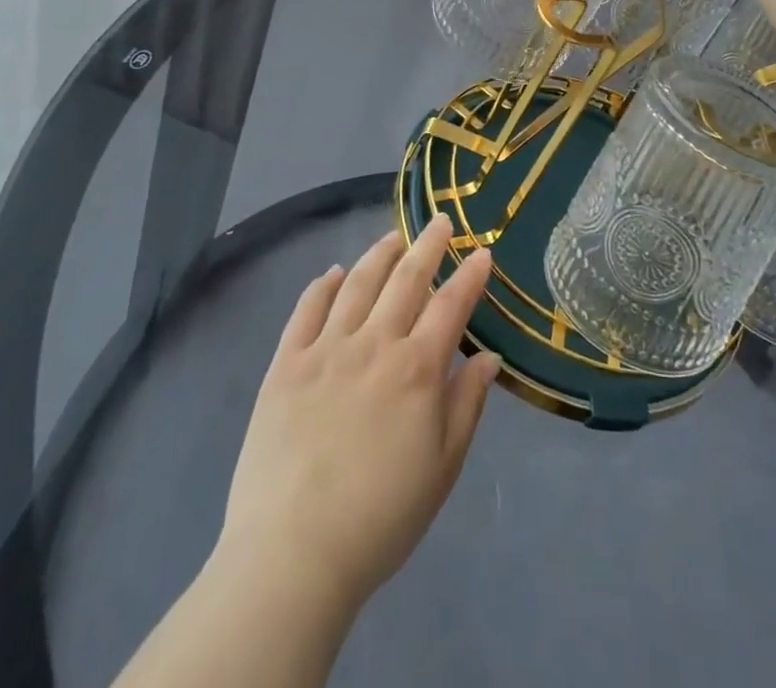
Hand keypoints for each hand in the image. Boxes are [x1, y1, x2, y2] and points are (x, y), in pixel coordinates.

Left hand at [215, 216, 500, 620]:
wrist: (293, 553)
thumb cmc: (381, 517)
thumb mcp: (442, 468)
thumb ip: (467, 404)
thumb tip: (489, 356)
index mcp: (416, 369)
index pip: (451, 305)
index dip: (470, 276)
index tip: (483, 252)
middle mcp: (374, 343)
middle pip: (406, 279)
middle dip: (428, 245)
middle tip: (441, 221)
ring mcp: (326, 348)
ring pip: (357, 283)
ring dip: (379, 254)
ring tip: (394, 237)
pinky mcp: (286, 363)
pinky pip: (306, 309)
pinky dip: (321, 285)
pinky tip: (331, 274)